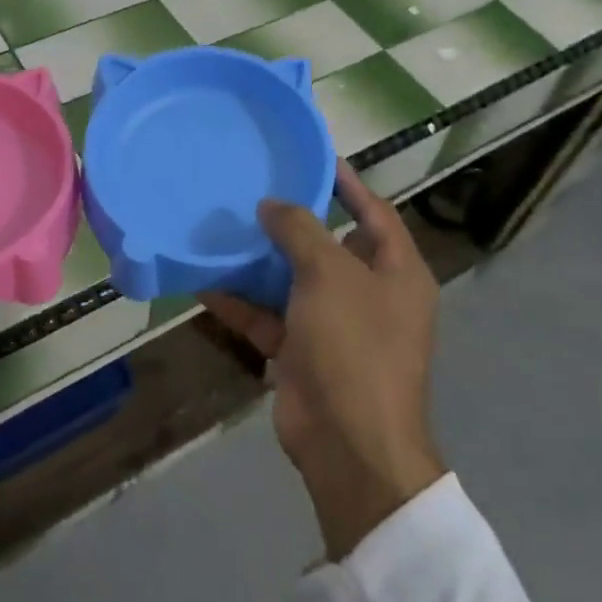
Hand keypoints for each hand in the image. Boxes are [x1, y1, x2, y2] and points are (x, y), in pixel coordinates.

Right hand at [202, 160, 446, 561]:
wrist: (348, 444)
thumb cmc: (353, 345)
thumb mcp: (329, 273)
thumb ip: (300, 230)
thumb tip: (272, 206)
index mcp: (397, 272)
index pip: (374, 212)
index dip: (347, 183)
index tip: (312, 156)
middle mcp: (369, 295)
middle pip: (329, 245)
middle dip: (292, 221)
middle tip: (254, 189)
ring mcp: (335, 326)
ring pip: (292, 280)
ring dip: (259, 260)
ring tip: (223, 226)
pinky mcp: (302, 351)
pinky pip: (268, 315)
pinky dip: (240, 301)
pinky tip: (204, 280)